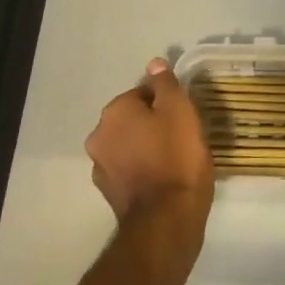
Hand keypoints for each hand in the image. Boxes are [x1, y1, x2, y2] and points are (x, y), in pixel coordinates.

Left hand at [85, 58, 214, 247]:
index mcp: (114, 111)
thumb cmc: (177, 156)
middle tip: (182, 136)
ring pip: (129, 145)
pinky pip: (130, 169)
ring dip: (146, 147)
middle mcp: (99, 136)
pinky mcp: (109, 193)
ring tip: (175, 159)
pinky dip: (143, 169)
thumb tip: (154, 63)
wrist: (167, 220)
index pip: (143, 93)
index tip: (185, 116)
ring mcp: (101, 167)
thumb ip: (165, 84)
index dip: (167, 102)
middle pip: (133, 119)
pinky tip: (164, 178)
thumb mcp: (180, 110)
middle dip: (153, 124)